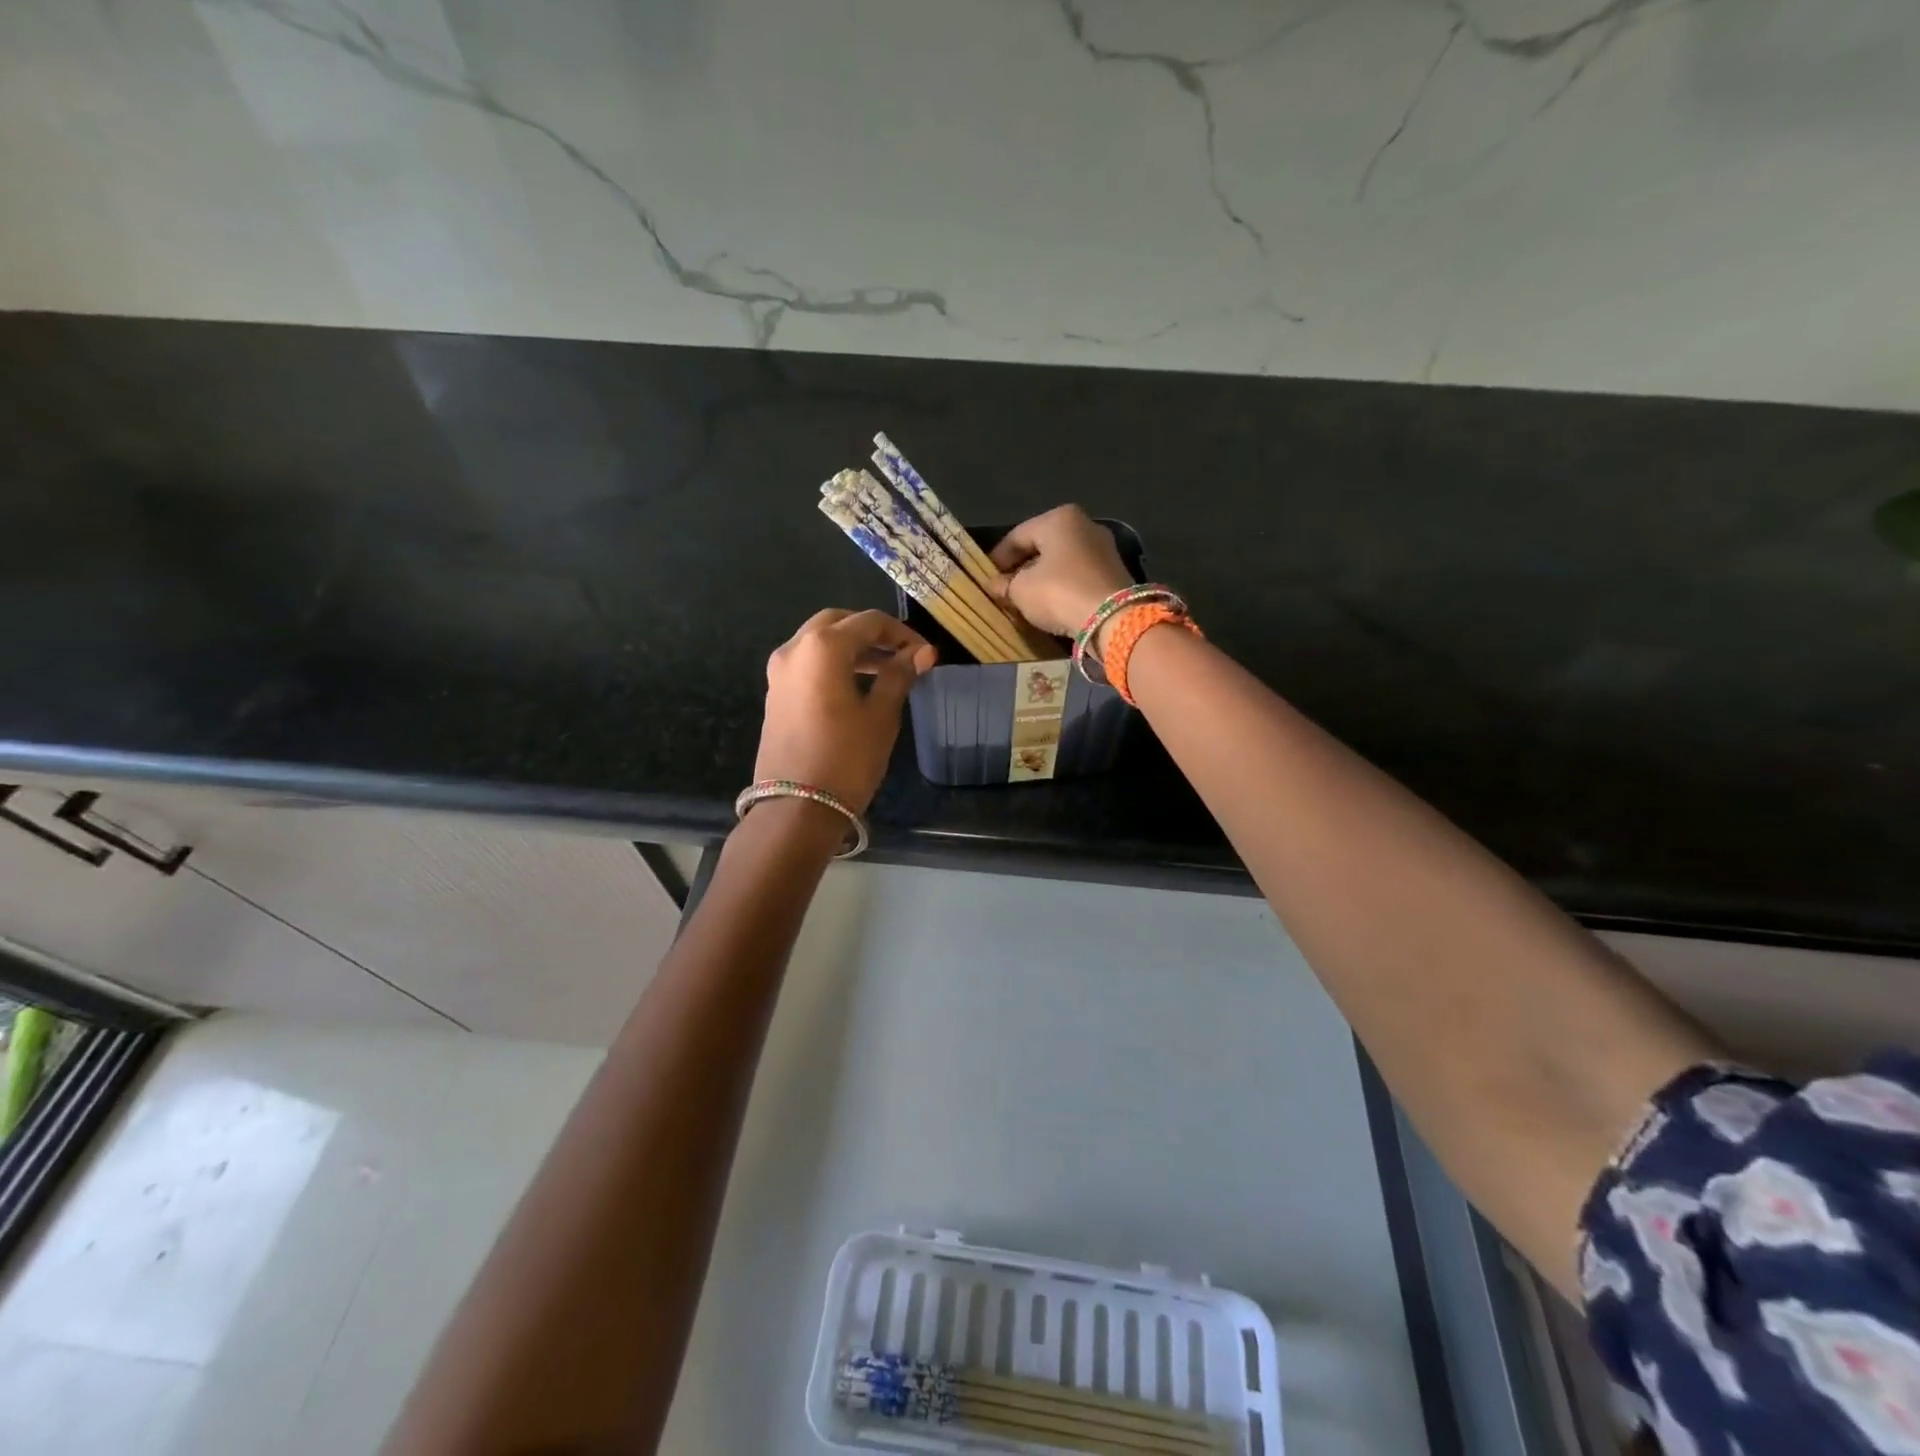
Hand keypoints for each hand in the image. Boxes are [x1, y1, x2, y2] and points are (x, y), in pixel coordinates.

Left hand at [753, 609, 936, 813]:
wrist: (796, 808)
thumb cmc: (846, 759)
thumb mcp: (880, 715)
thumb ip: (899, 676)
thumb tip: (922, 652)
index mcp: (823, 647)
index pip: (869, 622)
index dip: (902, 633)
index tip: (925, 653)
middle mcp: (794, 648)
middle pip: (838, 622)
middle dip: (872, 634)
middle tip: (901, 654)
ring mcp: (779, 671)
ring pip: (819, 642)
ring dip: (852, 648)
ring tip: (885, 671)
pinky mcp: (775, 693)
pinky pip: (807, 663)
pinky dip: (833, 664)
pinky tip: (856, 686)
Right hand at [987, 505, 1133, 638]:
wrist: (1114, 618)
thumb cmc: (1059, 592)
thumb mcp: (1021, 590)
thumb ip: (1005, 585)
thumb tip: (994, 585)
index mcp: (1059, 519)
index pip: (1018, 535)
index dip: (998, 557)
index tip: (986, 577)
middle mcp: (1084, 525)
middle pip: (1042, 546)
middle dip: (1022, 567)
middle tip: (1004, 588)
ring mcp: (1103, 548)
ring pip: (1062, 561)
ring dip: (1042, 578)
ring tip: (1026, 598)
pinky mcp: (1114, 572)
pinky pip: (1078, 575)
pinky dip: (1062, 586)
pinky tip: (1051, 602)